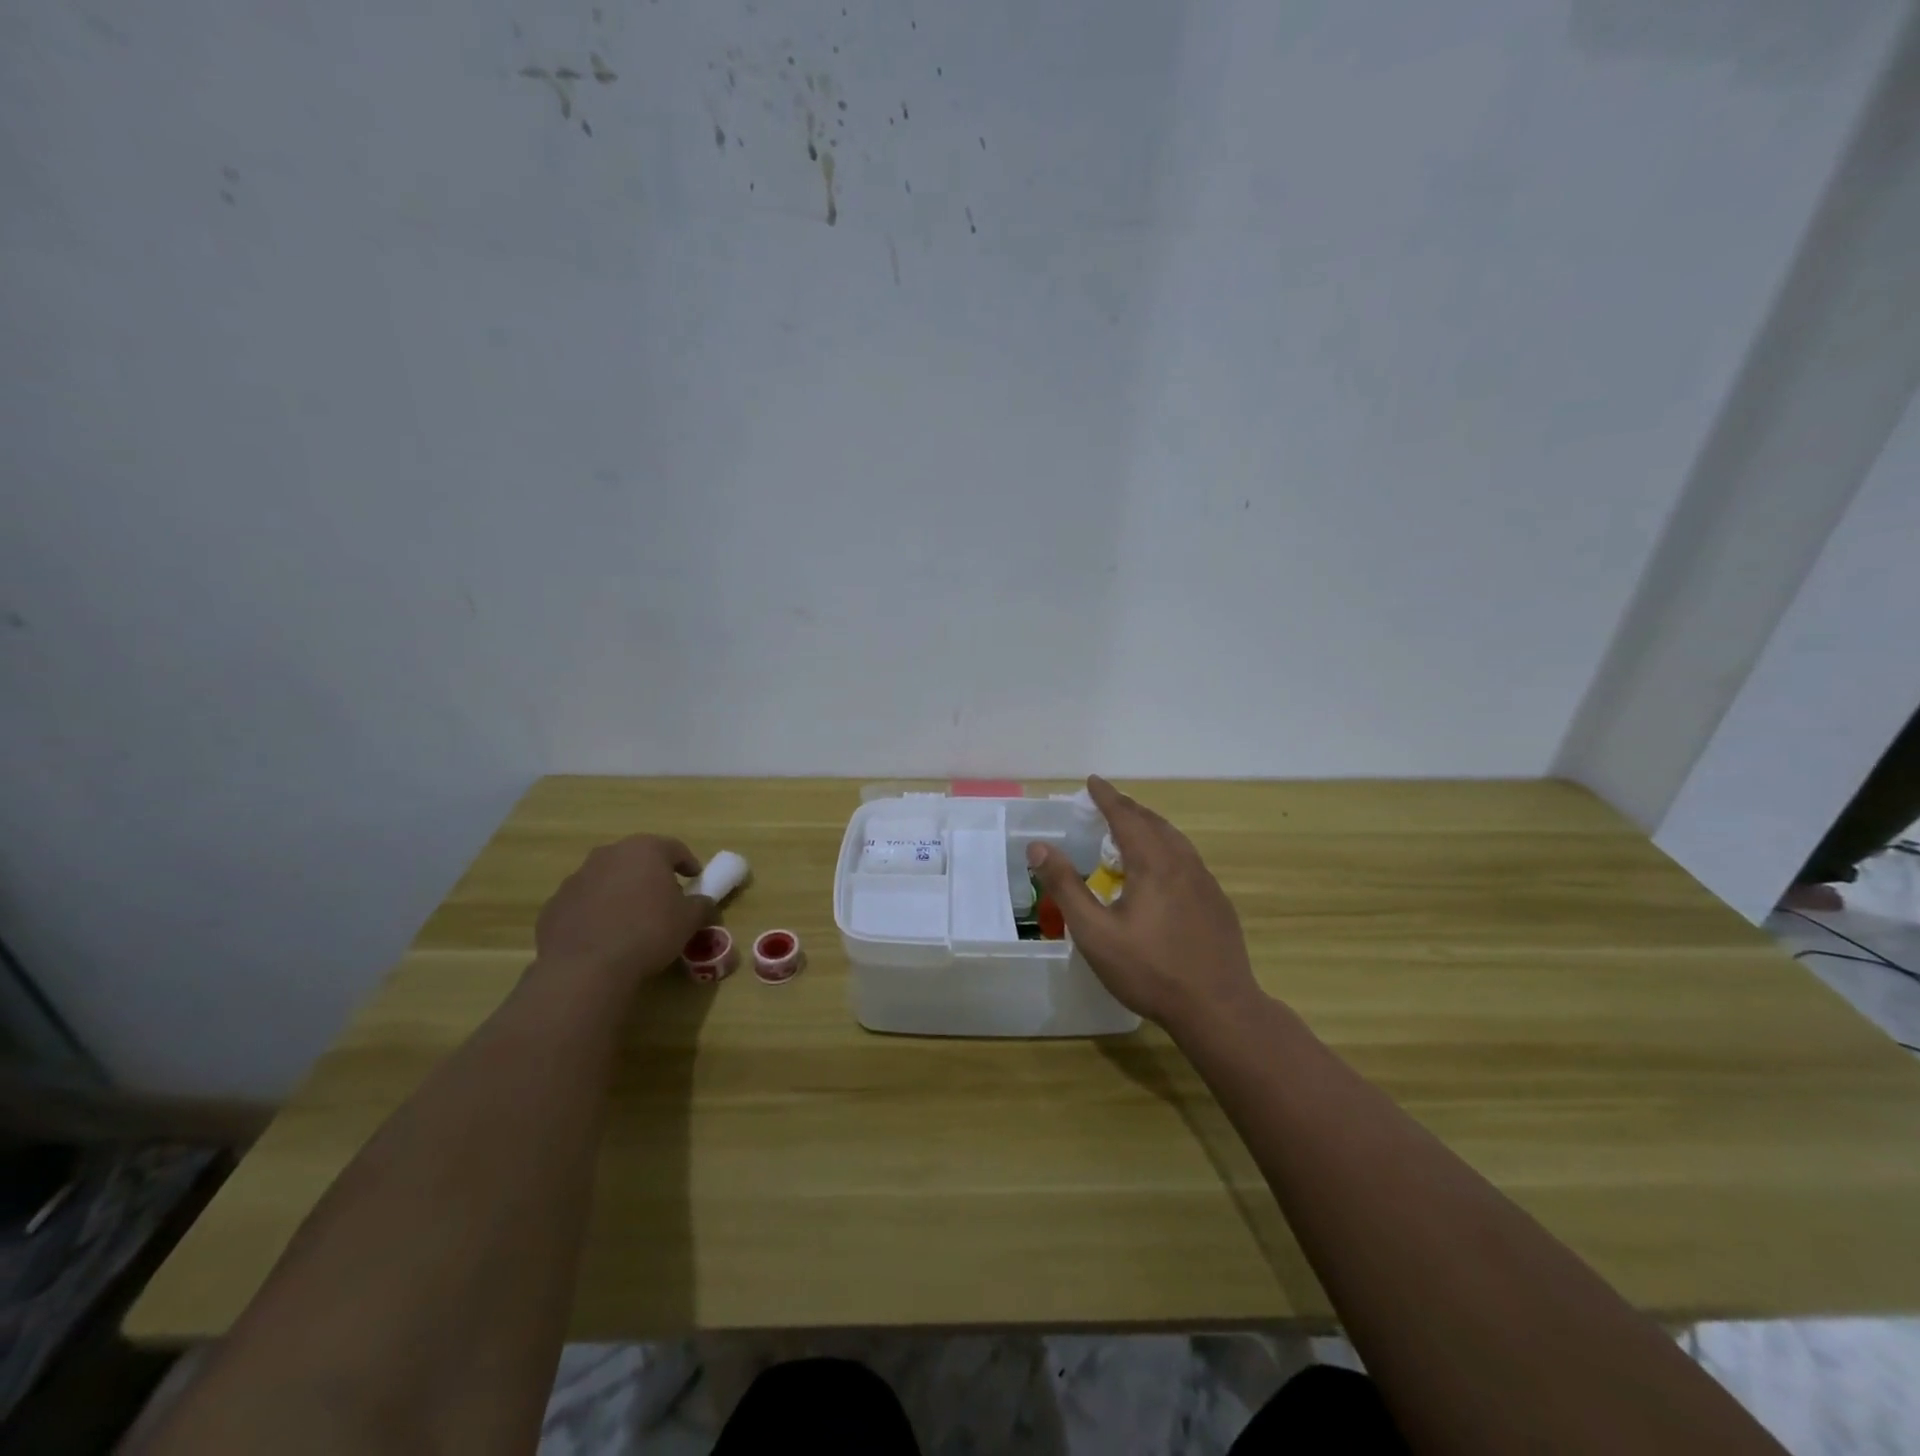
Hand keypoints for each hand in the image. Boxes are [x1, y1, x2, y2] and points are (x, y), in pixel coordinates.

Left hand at [535, 835, 709, 980]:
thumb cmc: (648, 932)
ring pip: (608, 879)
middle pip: (637, 859)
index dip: (688, 863)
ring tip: (631, 920)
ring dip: (621, 892)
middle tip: (663, 898)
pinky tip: (604, 936)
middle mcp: (609, 855)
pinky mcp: (555, 904)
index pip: (675, 848)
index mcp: (645, 850)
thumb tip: (703, 903)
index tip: (696, 879)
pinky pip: (584, 902)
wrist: (586, 967)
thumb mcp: (689, 920)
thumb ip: (702, 905)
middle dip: (651, 875)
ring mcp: (577, 878)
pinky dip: (596, 912)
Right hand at [1028, 777, 1264, 1034]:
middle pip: (1154, 823)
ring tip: (1133, 829)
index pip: (1126, 816)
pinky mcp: (1217, 904)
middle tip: (1107, 802)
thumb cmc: (1149, 971)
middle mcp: (1183, 864)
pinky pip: (1188, 860)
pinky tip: (1163, 871)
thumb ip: (1065, 886)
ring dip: (1151, 826)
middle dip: (1128, 808)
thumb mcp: (1095, 932)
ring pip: (1175, 840)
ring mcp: (1205, 883)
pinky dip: (1168, 848)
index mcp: (1153, 864)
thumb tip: (1039, 847)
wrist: (1218, 1009)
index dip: (1106, 797)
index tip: (1092, 781)